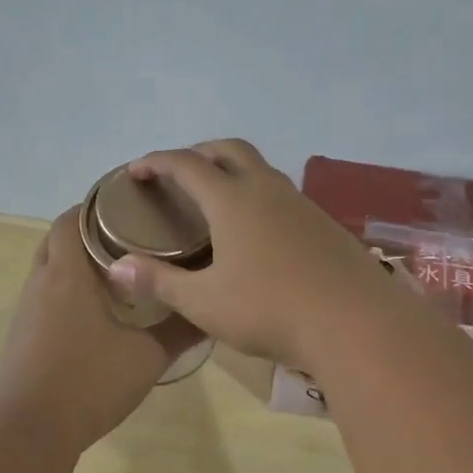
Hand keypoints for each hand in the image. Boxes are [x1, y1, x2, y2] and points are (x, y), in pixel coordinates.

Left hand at [0, 208, 200, 452]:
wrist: (30, 432)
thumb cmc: (89, 382)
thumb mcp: (147, 357)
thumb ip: (180, 330)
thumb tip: (211, 311)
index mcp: (67, 274)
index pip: (70, 219)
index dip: (94, 206)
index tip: (127, 205)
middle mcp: (41, 284)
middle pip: (57, 241)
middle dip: (87, 233)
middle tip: (128, 238)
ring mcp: (26, 313)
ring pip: (49, 271)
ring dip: (76, 266)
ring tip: (117, 274)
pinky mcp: (21, 338)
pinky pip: (44, 300)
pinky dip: (66, 295)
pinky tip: (95, 316)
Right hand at [108, 140, 402, 370]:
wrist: (354, 322)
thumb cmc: (270, 310)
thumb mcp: (205, 302)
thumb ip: (160, 281)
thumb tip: (118, 267)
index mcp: (233, 200)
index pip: (186, 164)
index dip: (157, 162)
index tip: (136, 171)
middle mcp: (267, 189)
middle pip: (229, 150)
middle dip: (198, 153)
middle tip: (178, 174)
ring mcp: (300, 203)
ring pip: (260, 168)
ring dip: (232, 170)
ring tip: (215, 199)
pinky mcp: (323, 222)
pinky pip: (281, 192)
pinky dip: (257, 193)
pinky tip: (256, 228)